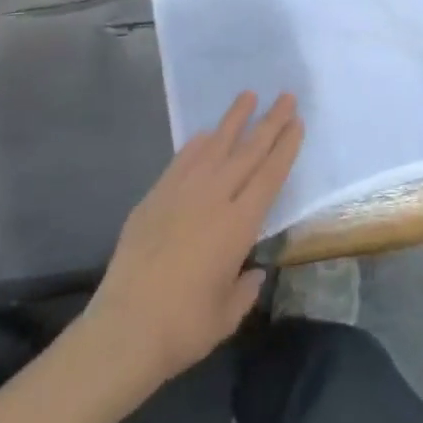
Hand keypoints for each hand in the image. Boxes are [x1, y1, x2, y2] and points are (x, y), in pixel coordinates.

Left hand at [84, 92, 302, 388]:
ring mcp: (183, 192)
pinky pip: (183, 159)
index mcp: (238, 225)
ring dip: (234, 119)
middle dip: (270, 122)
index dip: (285, 147)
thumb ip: (244, 289)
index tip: (297, 122)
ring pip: (215, 145)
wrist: (125, 328)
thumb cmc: (183, 327)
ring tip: (248, 95)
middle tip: (286, 96)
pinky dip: (198, 143)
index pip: (270, 176)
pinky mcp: (156, 195)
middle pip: (248, 152)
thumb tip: (252, 272)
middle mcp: (214, 198)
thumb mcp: (227, 315)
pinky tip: (206, 133)